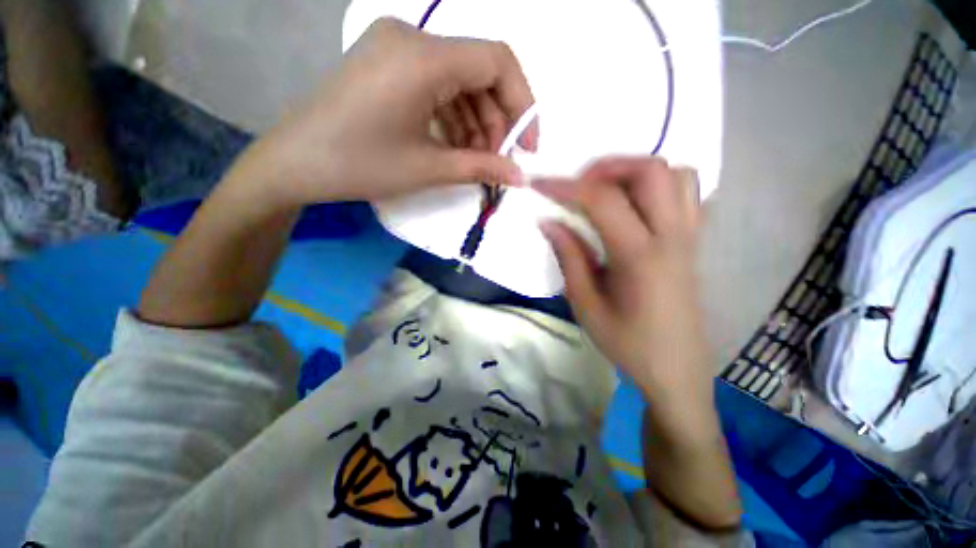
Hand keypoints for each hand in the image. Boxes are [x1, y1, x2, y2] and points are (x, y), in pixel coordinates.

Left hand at [244, 17, 537, 205]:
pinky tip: (455, 146)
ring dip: (476, 122)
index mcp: (422, 56)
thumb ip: (481, 168)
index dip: (523, 104)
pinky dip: (453, 116)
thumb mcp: (429, 168)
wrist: (296, 164)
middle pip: (479, 72)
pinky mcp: (388, 64)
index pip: (498, 61)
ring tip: (476, 160)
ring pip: (459, 81)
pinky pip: (436, 85)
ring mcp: (397, 49)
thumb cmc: (361, 165)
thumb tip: (520, 176)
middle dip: (497, 120)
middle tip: (496, 161)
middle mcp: (411, 38)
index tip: (527, 146)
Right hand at [536, 158, 713, 431]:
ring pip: (675, 174)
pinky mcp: (694, 242)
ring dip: (635, 172)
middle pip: (650, 170)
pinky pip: (686, 194)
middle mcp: (672, 236)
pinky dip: (657, 186)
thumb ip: (569, 257)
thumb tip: (548, 221)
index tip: (538, 184)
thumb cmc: (627, 344)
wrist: (676, 370)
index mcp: (640, 256)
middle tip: (577, 186)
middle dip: (606, 168)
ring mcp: (690, 236)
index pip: (602, 200)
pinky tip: (633, 206)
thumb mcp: (586, 304)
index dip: (565, 187)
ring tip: (605, 192)